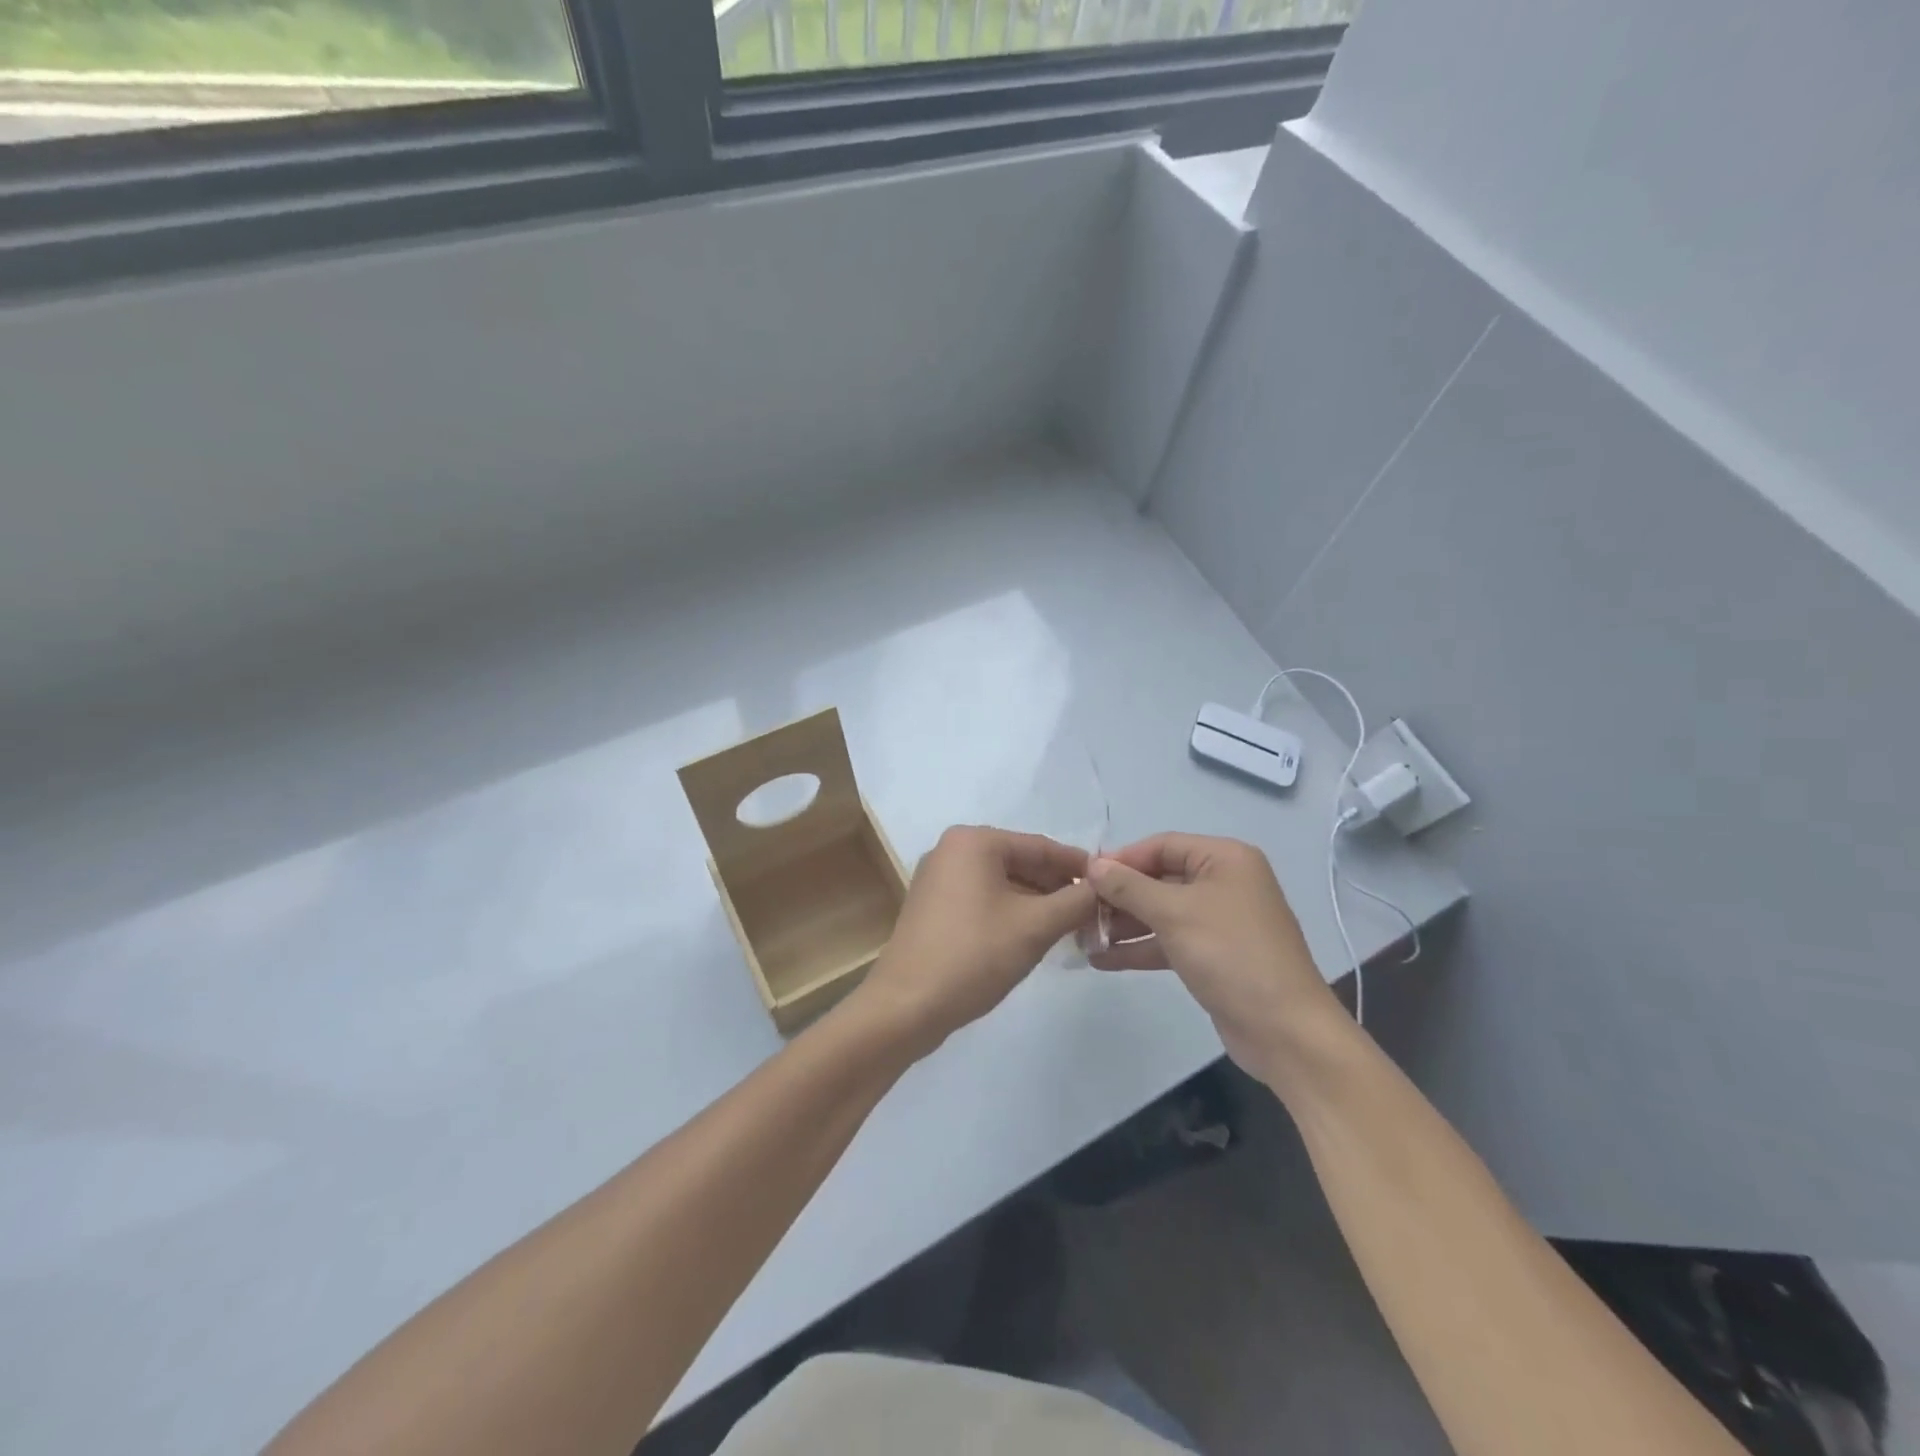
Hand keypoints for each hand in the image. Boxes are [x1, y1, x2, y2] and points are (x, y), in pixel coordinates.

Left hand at [850, 826, 1095, 1057]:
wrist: (906, 1006)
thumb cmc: (974, 956)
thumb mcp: (1035, 927)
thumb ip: (1076, 901)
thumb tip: (1103, 888)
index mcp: (974, 841)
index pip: (1040, 846)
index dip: (1079, 866)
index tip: (1112, 885)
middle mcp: (952, 850)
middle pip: (1020, 862)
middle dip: (1057, 886)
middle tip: (1095, 911)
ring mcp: (938, 878)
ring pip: (1003, 882)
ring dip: (1037, 902)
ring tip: (1072, 926)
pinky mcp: (933, 907)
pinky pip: (983, 898)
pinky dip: (1011, 912)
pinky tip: (1034, 935)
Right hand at [1087, 833, 1349, 1079]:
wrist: (1285, 1031)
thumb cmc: (1231, 955)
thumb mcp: (1174, 913)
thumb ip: (1129, 887)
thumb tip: (1093, 865)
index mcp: (1225, 859)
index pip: (1162, 845)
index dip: (1122, 859)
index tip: (1083, 877)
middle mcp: (1224, 883)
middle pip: (1159, 879)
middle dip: (1119, 896)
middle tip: (1078, 911)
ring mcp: (1219, 922)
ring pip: (1161, 912)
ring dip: (1123, 924)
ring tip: (1082, 938)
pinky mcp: (1212, 956)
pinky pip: (1168, 941)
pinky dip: (1139, 948)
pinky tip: (1102, 959)